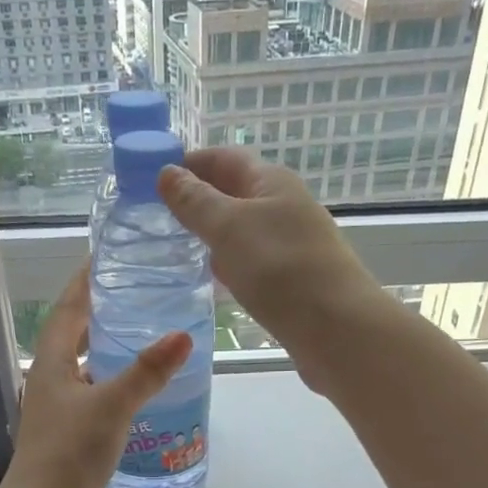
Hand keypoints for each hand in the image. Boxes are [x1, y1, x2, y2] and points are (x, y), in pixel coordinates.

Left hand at [0, 264, 191, 487]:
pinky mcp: (71, 439)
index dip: (85, 282)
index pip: (68, 310)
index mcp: (51, 365)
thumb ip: (147, 372)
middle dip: (100, 315)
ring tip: (144, 339)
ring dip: (108, 353)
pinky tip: (138, 395)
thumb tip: (183, 335)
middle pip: (74, 338)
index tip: (105, 257)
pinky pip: (94, 400)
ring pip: (85, 371)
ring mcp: (58, 413)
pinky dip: (114, 388)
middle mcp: (50, 383)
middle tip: (136, 295)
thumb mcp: (111, 406)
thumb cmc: (70, 453)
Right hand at [157, 147, 389, 381]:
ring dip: (213, 236)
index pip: (224, 159)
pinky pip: (253, 264)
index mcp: (272, 182)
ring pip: (243, 232)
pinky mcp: (292, 282)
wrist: (336, 329)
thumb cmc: (280, 269)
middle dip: (198, 201)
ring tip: (176, 249)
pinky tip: (214, 282)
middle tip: (156, 218)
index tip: (151, 177)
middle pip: (234, 194)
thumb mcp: (229, 228)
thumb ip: (196, 202)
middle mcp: (284, 208)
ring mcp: (291, 246)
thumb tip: (167, 173)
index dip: (189, 163)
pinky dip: (230, 267)